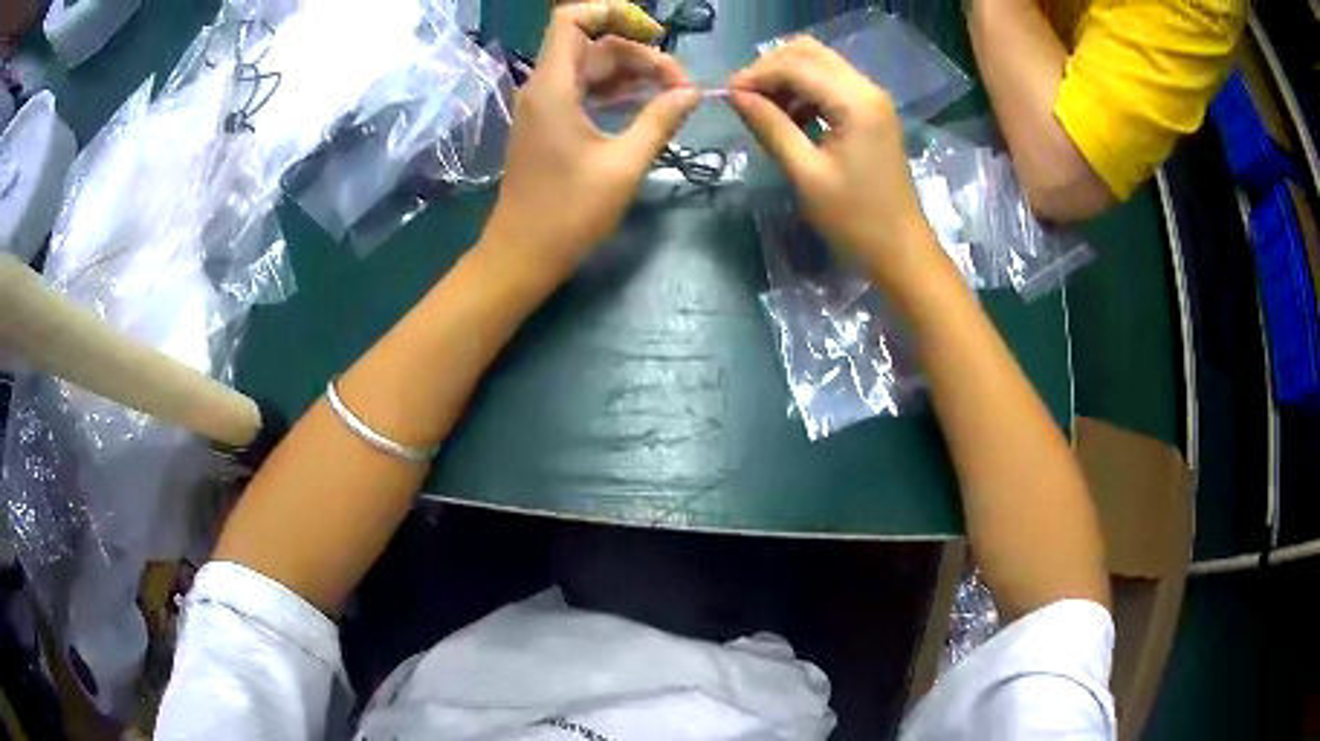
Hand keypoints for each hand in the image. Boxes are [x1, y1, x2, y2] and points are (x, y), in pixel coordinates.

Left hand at [480, 2, 699, 282]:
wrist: (521, 255)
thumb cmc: (568, 213)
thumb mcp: (624, 165)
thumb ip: (660, 121)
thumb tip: (692, 93)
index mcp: (553, 87)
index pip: (571, 19)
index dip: (612, 12)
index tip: (654, 32)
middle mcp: (543, 88)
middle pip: (592, 45)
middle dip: (638, 54)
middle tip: (679, 86)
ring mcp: (543, 107)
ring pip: (589, 69)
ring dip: (630, 74)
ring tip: (671, 96)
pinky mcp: (547, 126)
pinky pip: (582, 92)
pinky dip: (613, 92)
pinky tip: (645, 106)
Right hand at [729, 38, 940, 289]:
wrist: (901, 249)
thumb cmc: (855, 220)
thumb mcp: (805, 174)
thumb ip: (769, 126)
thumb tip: (734, 95)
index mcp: (855, 101)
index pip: (794, 64)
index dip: (755, 75)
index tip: (726, 97)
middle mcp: (866, 88)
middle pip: (808, 52)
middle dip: (770, 69)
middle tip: (745, 99)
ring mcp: (872, 98)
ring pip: (818, 64)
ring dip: (786, 78)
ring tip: (765, 112)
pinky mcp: (872, 111)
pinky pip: (831, 83)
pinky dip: (804, 91)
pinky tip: (791, 119)